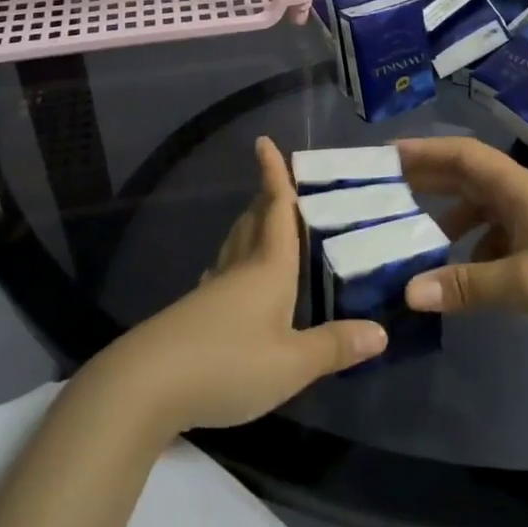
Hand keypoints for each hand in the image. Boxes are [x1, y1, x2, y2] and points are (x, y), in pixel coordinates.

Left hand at [94, 137, 385, 435]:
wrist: (146, 385)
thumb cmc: (228, 363)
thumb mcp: (291, 364)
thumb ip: (334, 347)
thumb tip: (381, 331)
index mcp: (267, 268)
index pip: (275, 210)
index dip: (273, 175)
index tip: (264, 141)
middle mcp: (239, 268)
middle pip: (253, 221)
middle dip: (265, 197)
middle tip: (279, 181)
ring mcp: (212, 289)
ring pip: (235, 244)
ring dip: (250, 225)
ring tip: (263, 220)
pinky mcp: (194, 312)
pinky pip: (223, 270)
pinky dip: (235, 259)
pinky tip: (234, 276)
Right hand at [396, 137, 527, 394]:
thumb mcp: (522, 283)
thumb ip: (464, 285)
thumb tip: (407, 292)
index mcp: (519, 189)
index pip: (462, 154)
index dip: (423, 151)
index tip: (385, 156)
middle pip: (470, 176)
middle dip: (430, 180)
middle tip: (387, 191)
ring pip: (486, 207)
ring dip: (452, 217)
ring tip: (421, 241)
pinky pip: (502, 233)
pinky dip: (478, 245)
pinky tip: (467, 273)